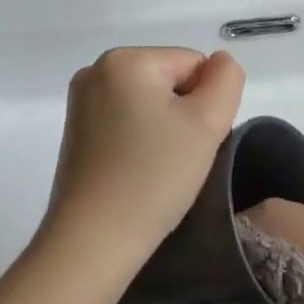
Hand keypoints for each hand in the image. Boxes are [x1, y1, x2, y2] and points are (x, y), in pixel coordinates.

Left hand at [44, 47, 244, 267]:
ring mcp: (82, 102)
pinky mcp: (76, 132)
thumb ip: (227, 79)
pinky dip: (141, 140)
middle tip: (178, 157)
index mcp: (126, 59)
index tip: (192, 141)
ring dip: (165, 128)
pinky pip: (128, 120)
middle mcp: (97, 70)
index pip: (194, 64)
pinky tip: (138, 171)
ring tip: (158, 167)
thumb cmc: (153, 176)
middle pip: (170, 79)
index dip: (205, 103)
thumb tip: (219, 64)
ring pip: (151, 102)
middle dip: (184, 113)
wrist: (92, 244)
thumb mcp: (208, 122)